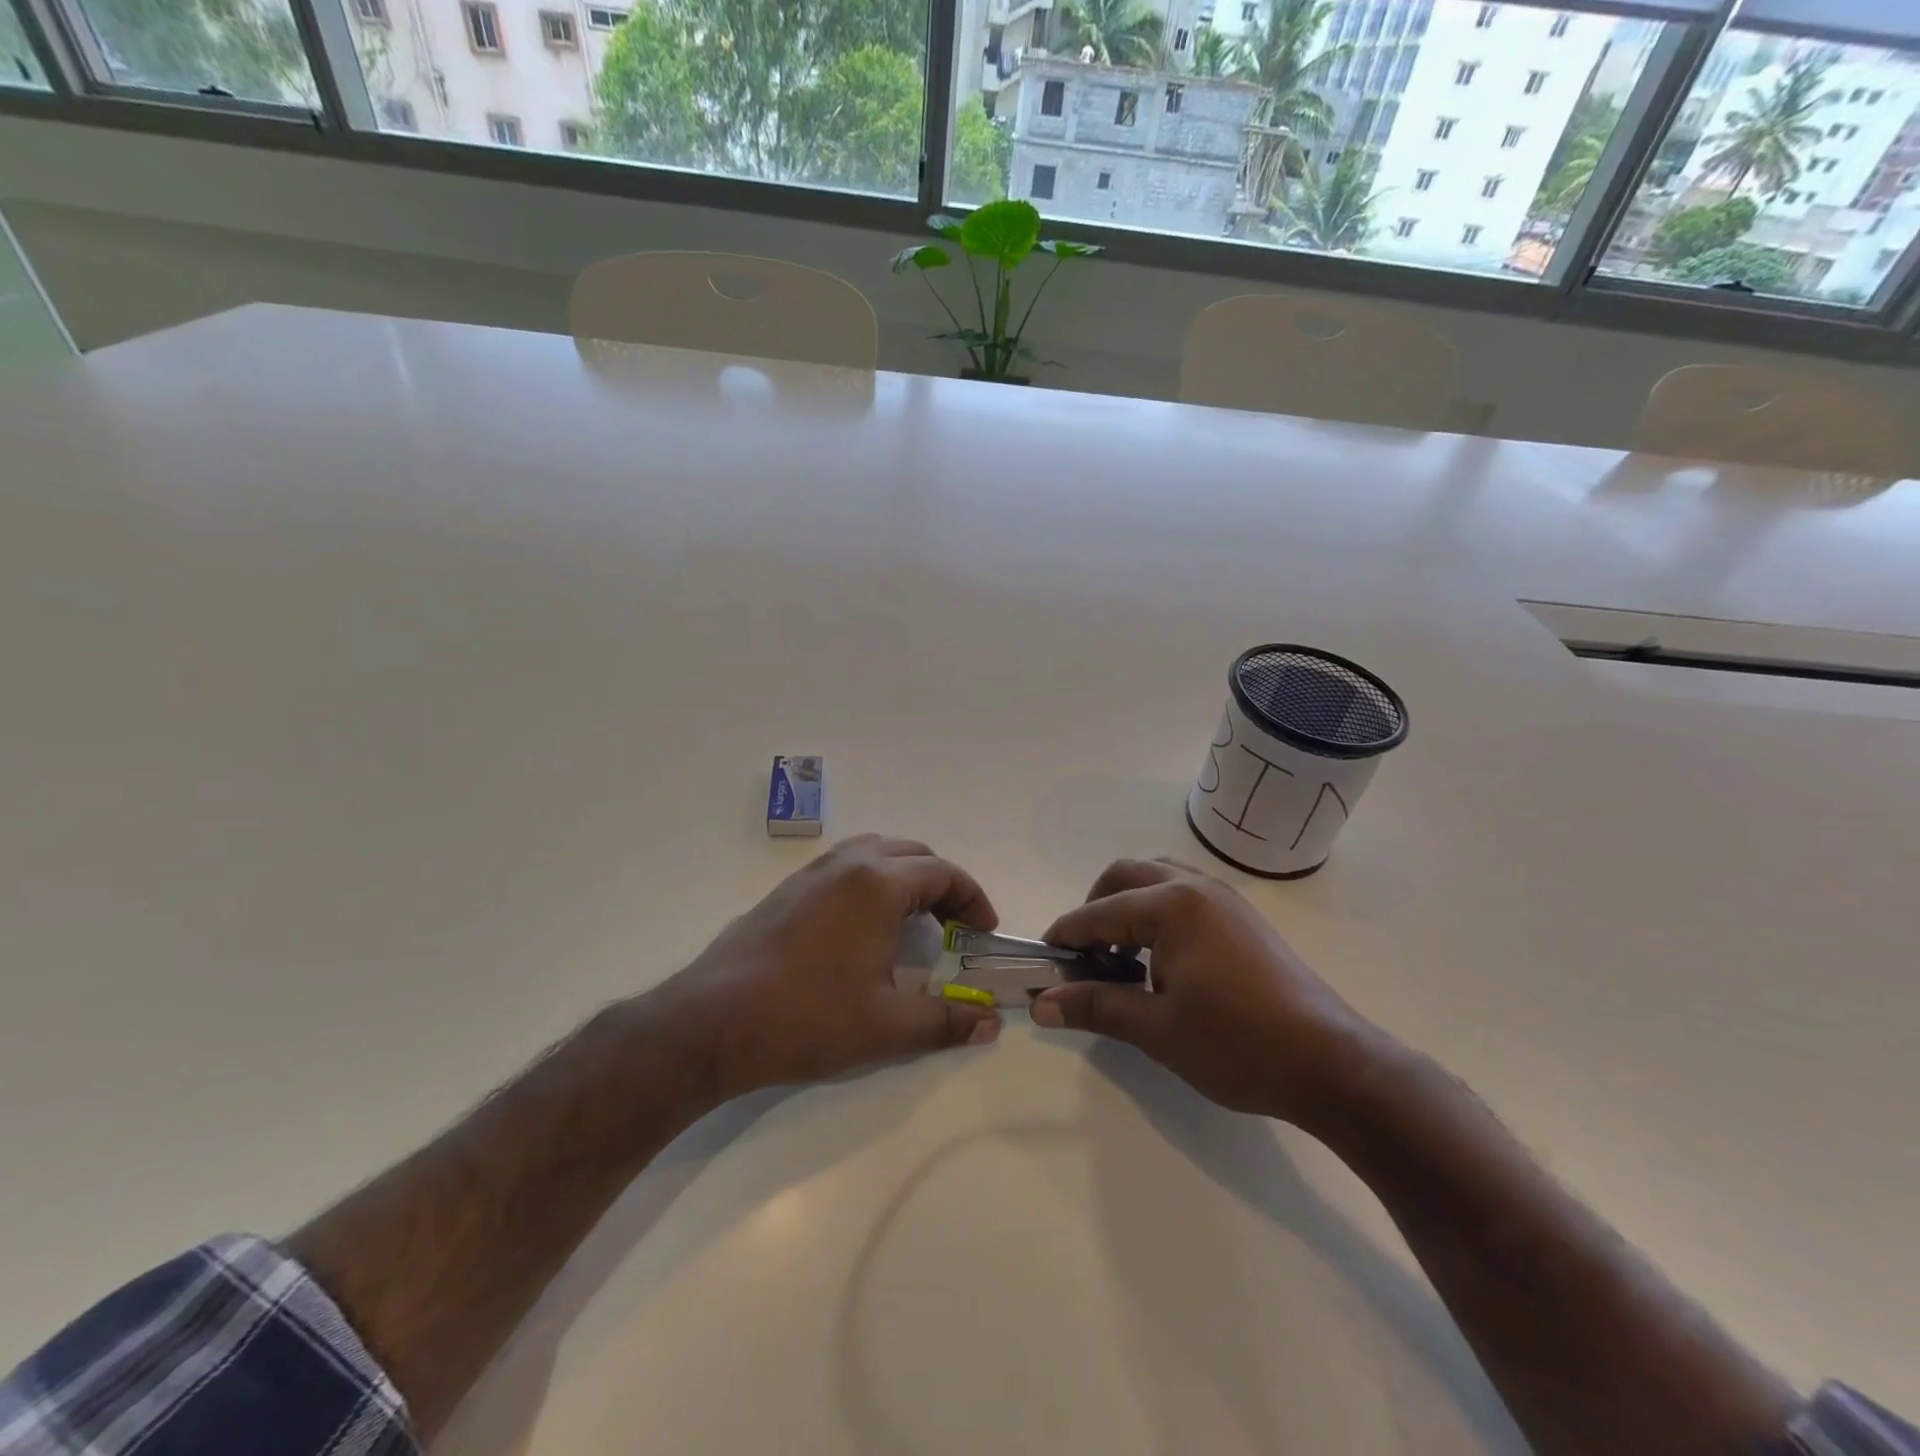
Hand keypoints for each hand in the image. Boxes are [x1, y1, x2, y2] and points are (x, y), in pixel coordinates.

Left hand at [659, 834, 1001, 1099]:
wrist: (712, 1022)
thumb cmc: (808, 1018)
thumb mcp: (888, 1027)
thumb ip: (947, 1021)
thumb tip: (990, 1022)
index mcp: (878, 883)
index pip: (943, 873)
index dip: (972, 900)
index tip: (984, 933)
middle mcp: (847, 864)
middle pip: (912, 855)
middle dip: (942, 885)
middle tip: (954, 927)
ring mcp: (812, 873)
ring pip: (875, 853)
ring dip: (905, 878)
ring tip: (914, 922)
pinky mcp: (787, 890)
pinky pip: (845, 867)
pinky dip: (872, 882)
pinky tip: (864, 928)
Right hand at [1030, 858, 1386, 1125]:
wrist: (1332, 1064)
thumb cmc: (1238, 1044)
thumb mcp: (1158, 1029)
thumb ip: (1096, 1006)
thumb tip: (1041, 1004)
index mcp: (1172, 905)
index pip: (1099, 912)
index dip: (1066, 936)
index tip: (1044, 961)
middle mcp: (1195, 887)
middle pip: (1125, 874)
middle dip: (1095, 908)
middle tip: (1084, 955)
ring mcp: (1225, 898)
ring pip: (1157, 877)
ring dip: (1128, 905)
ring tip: (1121, 956)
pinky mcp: (1243, 917)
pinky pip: (1184, 892)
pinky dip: (1158, 911)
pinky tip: (1162, 959)